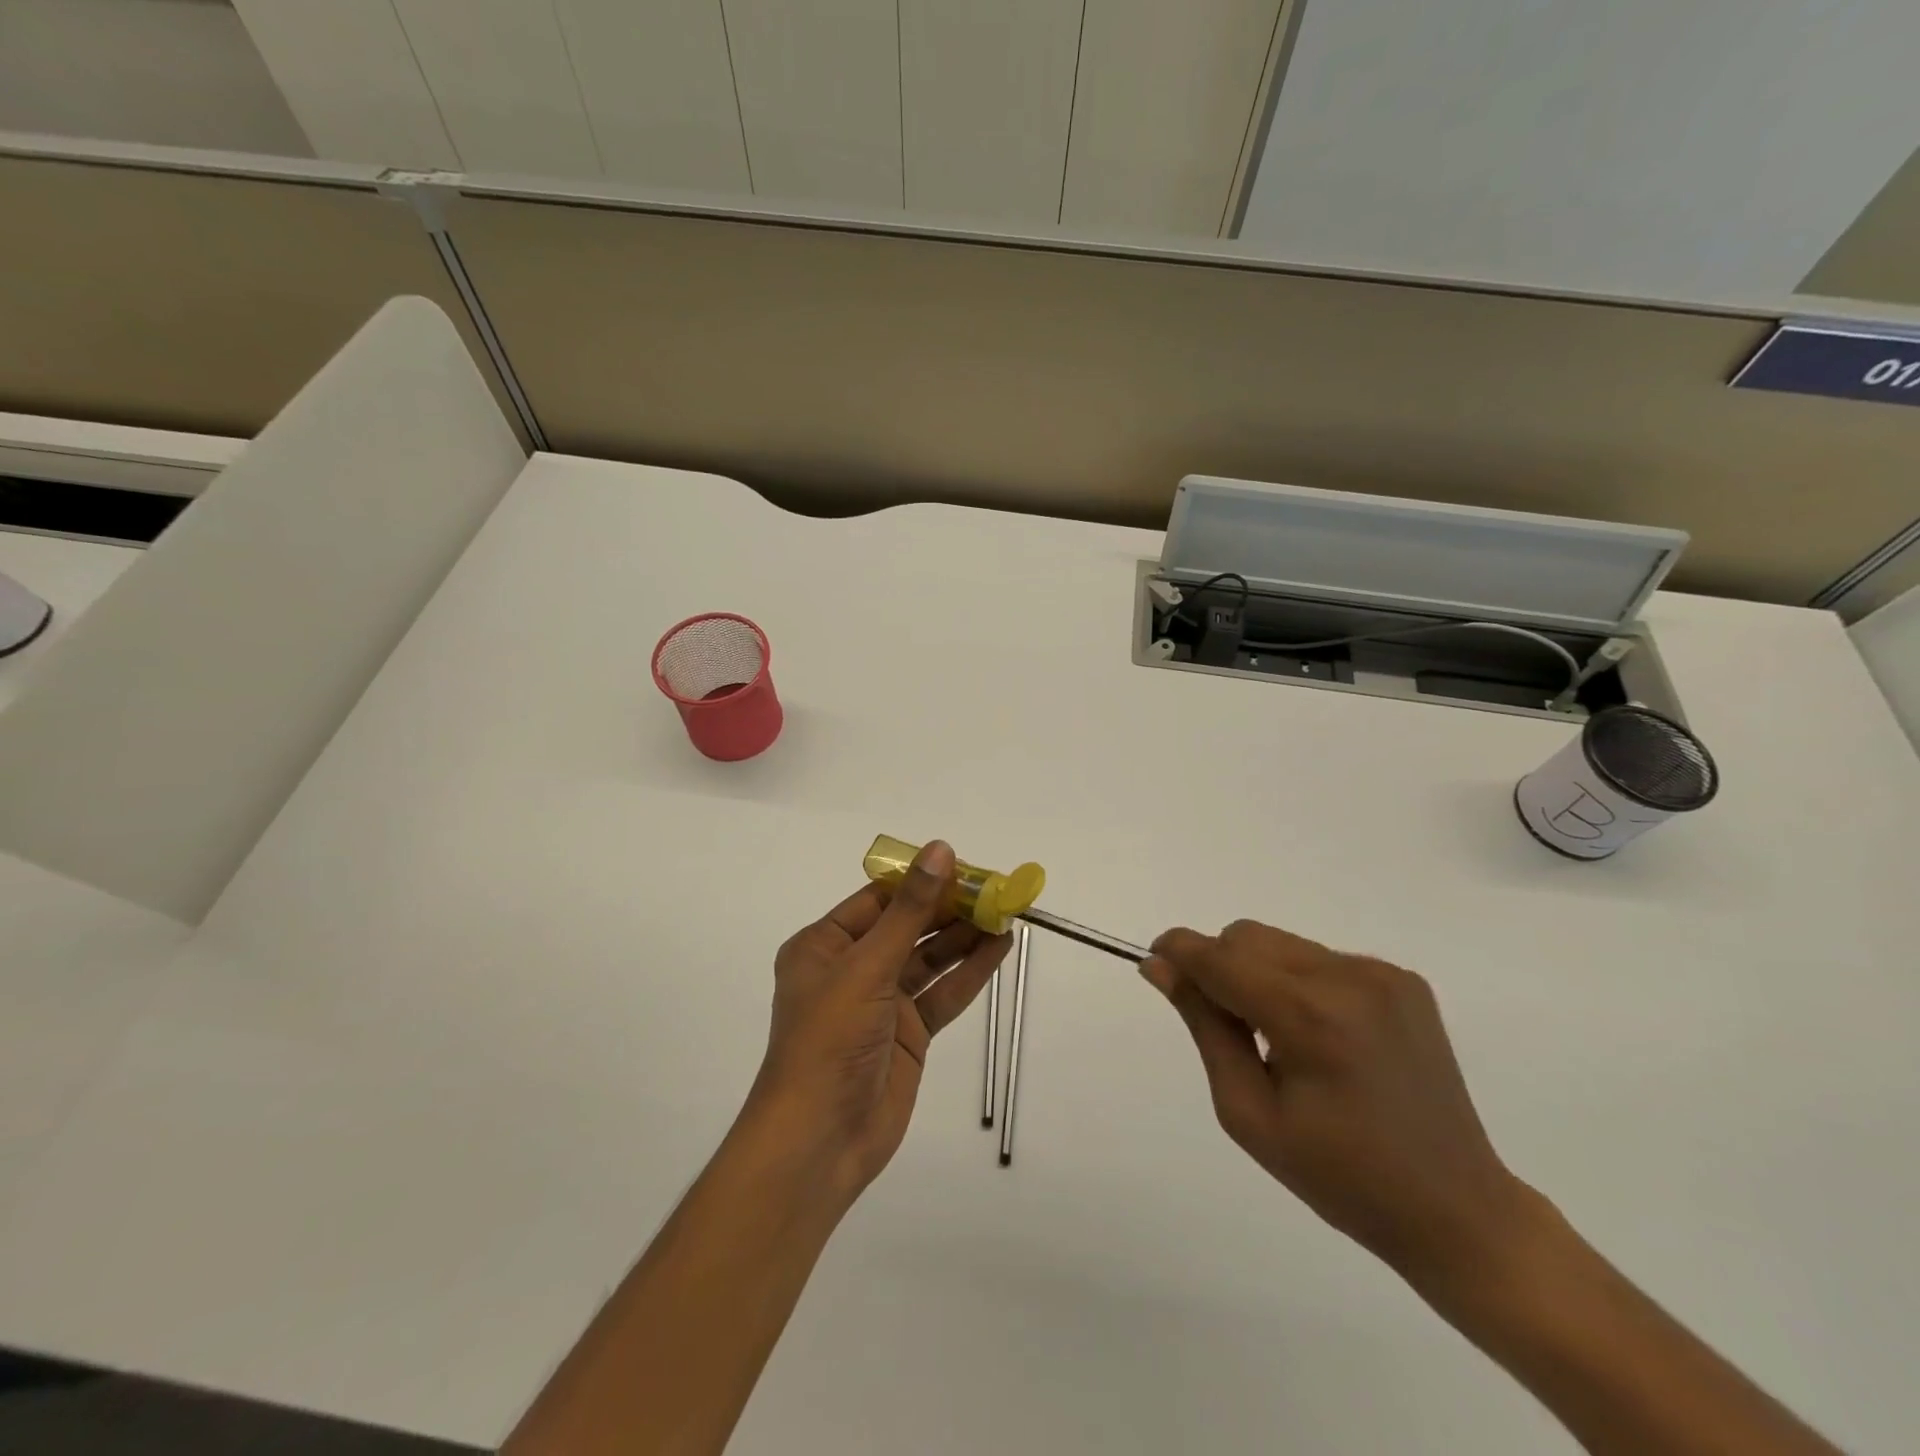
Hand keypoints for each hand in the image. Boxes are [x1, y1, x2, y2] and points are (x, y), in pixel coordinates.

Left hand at [746, 840, 1011, 1204]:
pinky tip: (999, 948)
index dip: (921, 881)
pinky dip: (969, 972)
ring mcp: (881, 1002)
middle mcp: (851, 968)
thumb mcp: (868, 966)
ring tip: (1006, 913)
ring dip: (965, 937)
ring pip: (929, 959)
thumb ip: (910, 910)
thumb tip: (940, 850)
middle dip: (949, 909)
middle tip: (995, 890)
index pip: (879, 899)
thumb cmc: (830, 1039)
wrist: (820, 1140)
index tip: (964, 865)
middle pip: (908, 927)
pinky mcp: (908, 1033)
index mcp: (824, 945)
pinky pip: (942, 993)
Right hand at [1142, 920, 1539, 1292]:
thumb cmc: (1339, 1176)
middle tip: (1229, 1030)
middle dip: (1220, 967)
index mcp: (1310, 1018)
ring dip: (1260, 974)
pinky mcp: (1404, 979)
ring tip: (1281, 1039)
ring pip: (1282, 944)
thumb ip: (1203, 1026)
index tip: (1154, 963)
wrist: (1457, 1209)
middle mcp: (1349, 978)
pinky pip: (1320, 958)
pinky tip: (1322, 1037)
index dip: (1178, 952)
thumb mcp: (1248, 1112)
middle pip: (1247, 937)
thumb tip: (1161, 967)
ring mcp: (1382, 974)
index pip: (1220, 958)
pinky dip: (1300, 983)